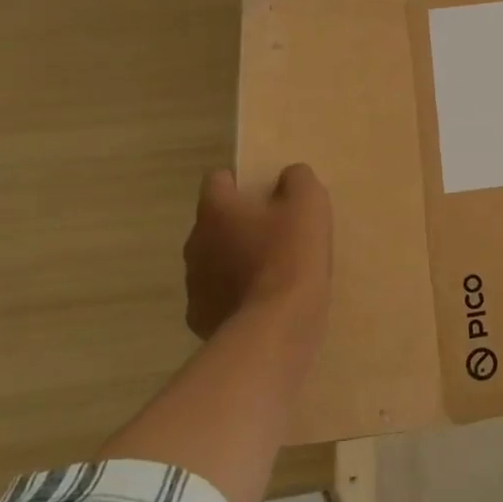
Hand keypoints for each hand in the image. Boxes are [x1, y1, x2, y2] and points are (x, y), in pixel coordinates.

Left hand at [183, 164, 331, 339]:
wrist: (276, 325)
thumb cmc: (292, 255)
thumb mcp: (309, 203)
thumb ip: (298, 179)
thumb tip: (288, 176)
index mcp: (217, 209)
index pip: (217, 180)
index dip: (240, 183)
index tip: (266, 195)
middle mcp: (195, 241)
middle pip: (215, 222)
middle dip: (239, 224)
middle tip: (275, 234)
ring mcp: (193, 282)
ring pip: (213, 259)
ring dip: (235, 260)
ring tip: (270, 272)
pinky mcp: (199, 316)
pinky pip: (217, 295)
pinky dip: (234, 295)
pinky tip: (261, 302)